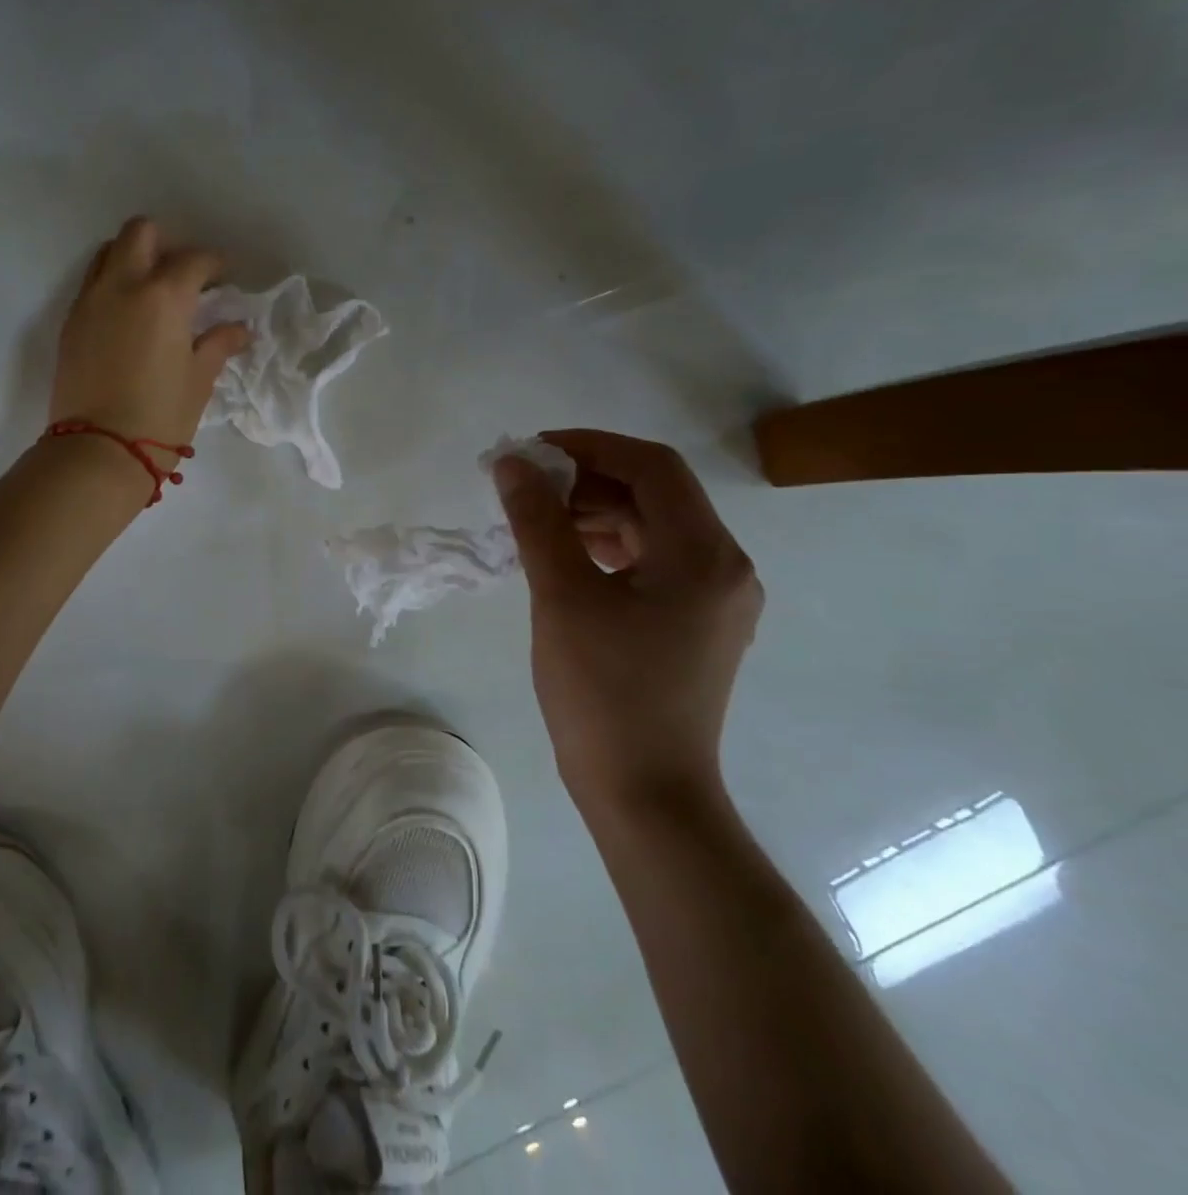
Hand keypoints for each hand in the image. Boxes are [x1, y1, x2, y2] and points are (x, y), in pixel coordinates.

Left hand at [50, 216, 250, 448]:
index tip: (224, 277)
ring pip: (109, 253)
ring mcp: (90, 301)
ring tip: (151, 289)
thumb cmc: (160, 416)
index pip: (194, 260)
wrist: (99, 450)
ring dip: (133, 258)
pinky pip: (92, 283)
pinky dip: (112, 284)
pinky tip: (127, 316)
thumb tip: (239, 328)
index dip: (215, 264)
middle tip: (182, 274)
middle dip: (166, 243)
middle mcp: (123, 285)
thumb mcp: (199, 380)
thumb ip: (218, 344)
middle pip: (141, 233)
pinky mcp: (70, 322)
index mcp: (164, 296)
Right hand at [494, 430, 762, 818]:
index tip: (531, 451)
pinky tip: (562, 554)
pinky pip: (651, 562)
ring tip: (534, 518)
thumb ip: (537, 520)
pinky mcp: (694, 624)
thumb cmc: (603, 691)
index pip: (652, 467)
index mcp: (705, 555)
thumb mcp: (561, 596)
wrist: (642, 790)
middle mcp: (724, 567)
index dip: (589, 446)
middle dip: (586, 479)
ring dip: (594, 511)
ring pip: (651, 528)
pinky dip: (606, 546)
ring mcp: (713, 599)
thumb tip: (512, 463)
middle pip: (655, 494)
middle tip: (524, 486)